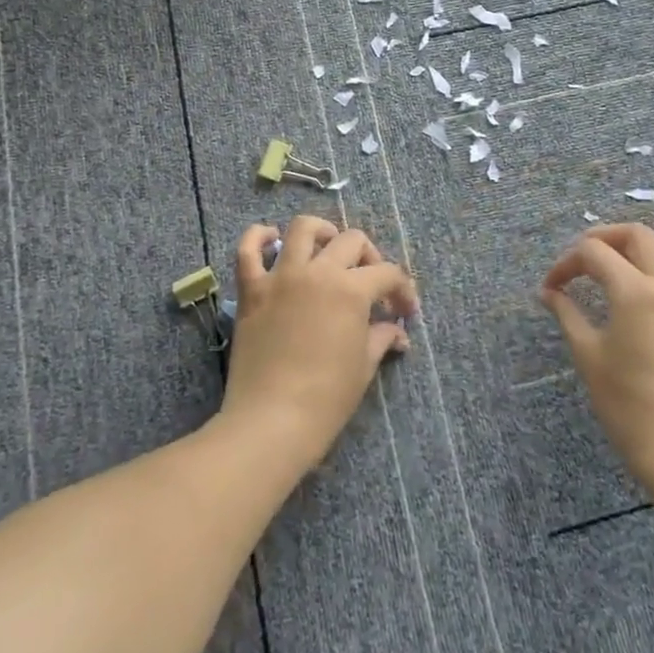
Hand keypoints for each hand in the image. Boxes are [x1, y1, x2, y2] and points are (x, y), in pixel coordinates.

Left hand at [220, 216, 418, 470]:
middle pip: (351, 241)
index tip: (405, 311)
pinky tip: (271, 239)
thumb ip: (381, 338)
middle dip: (369, 256)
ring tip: (328, 247)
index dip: (402, 289)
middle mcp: (318, 272)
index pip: (387, 273)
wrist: (271, 423)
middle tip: (371, 282)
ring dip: (321, 232)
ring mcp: (281, 277)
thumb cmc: (326, 399)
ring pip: (302, 229)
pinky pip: (248, 249)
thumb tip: (397, 331)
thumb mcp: (363, 367)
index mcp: (351, 290)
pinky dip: (258, 236)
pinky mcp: (251, 290)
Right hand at [540, 223, 653, 487]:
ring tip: (621, 266)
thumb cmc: (626, 404)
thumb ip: (567, 313)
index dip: (566, 263)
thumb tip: (549, 292)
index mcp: (634, 291)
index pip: (594, 253)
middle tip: (584, 260)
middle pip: (636, 234)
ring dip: (641, 248)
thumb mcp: (588, 355)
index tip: (552, 287)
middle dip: (604, 238)